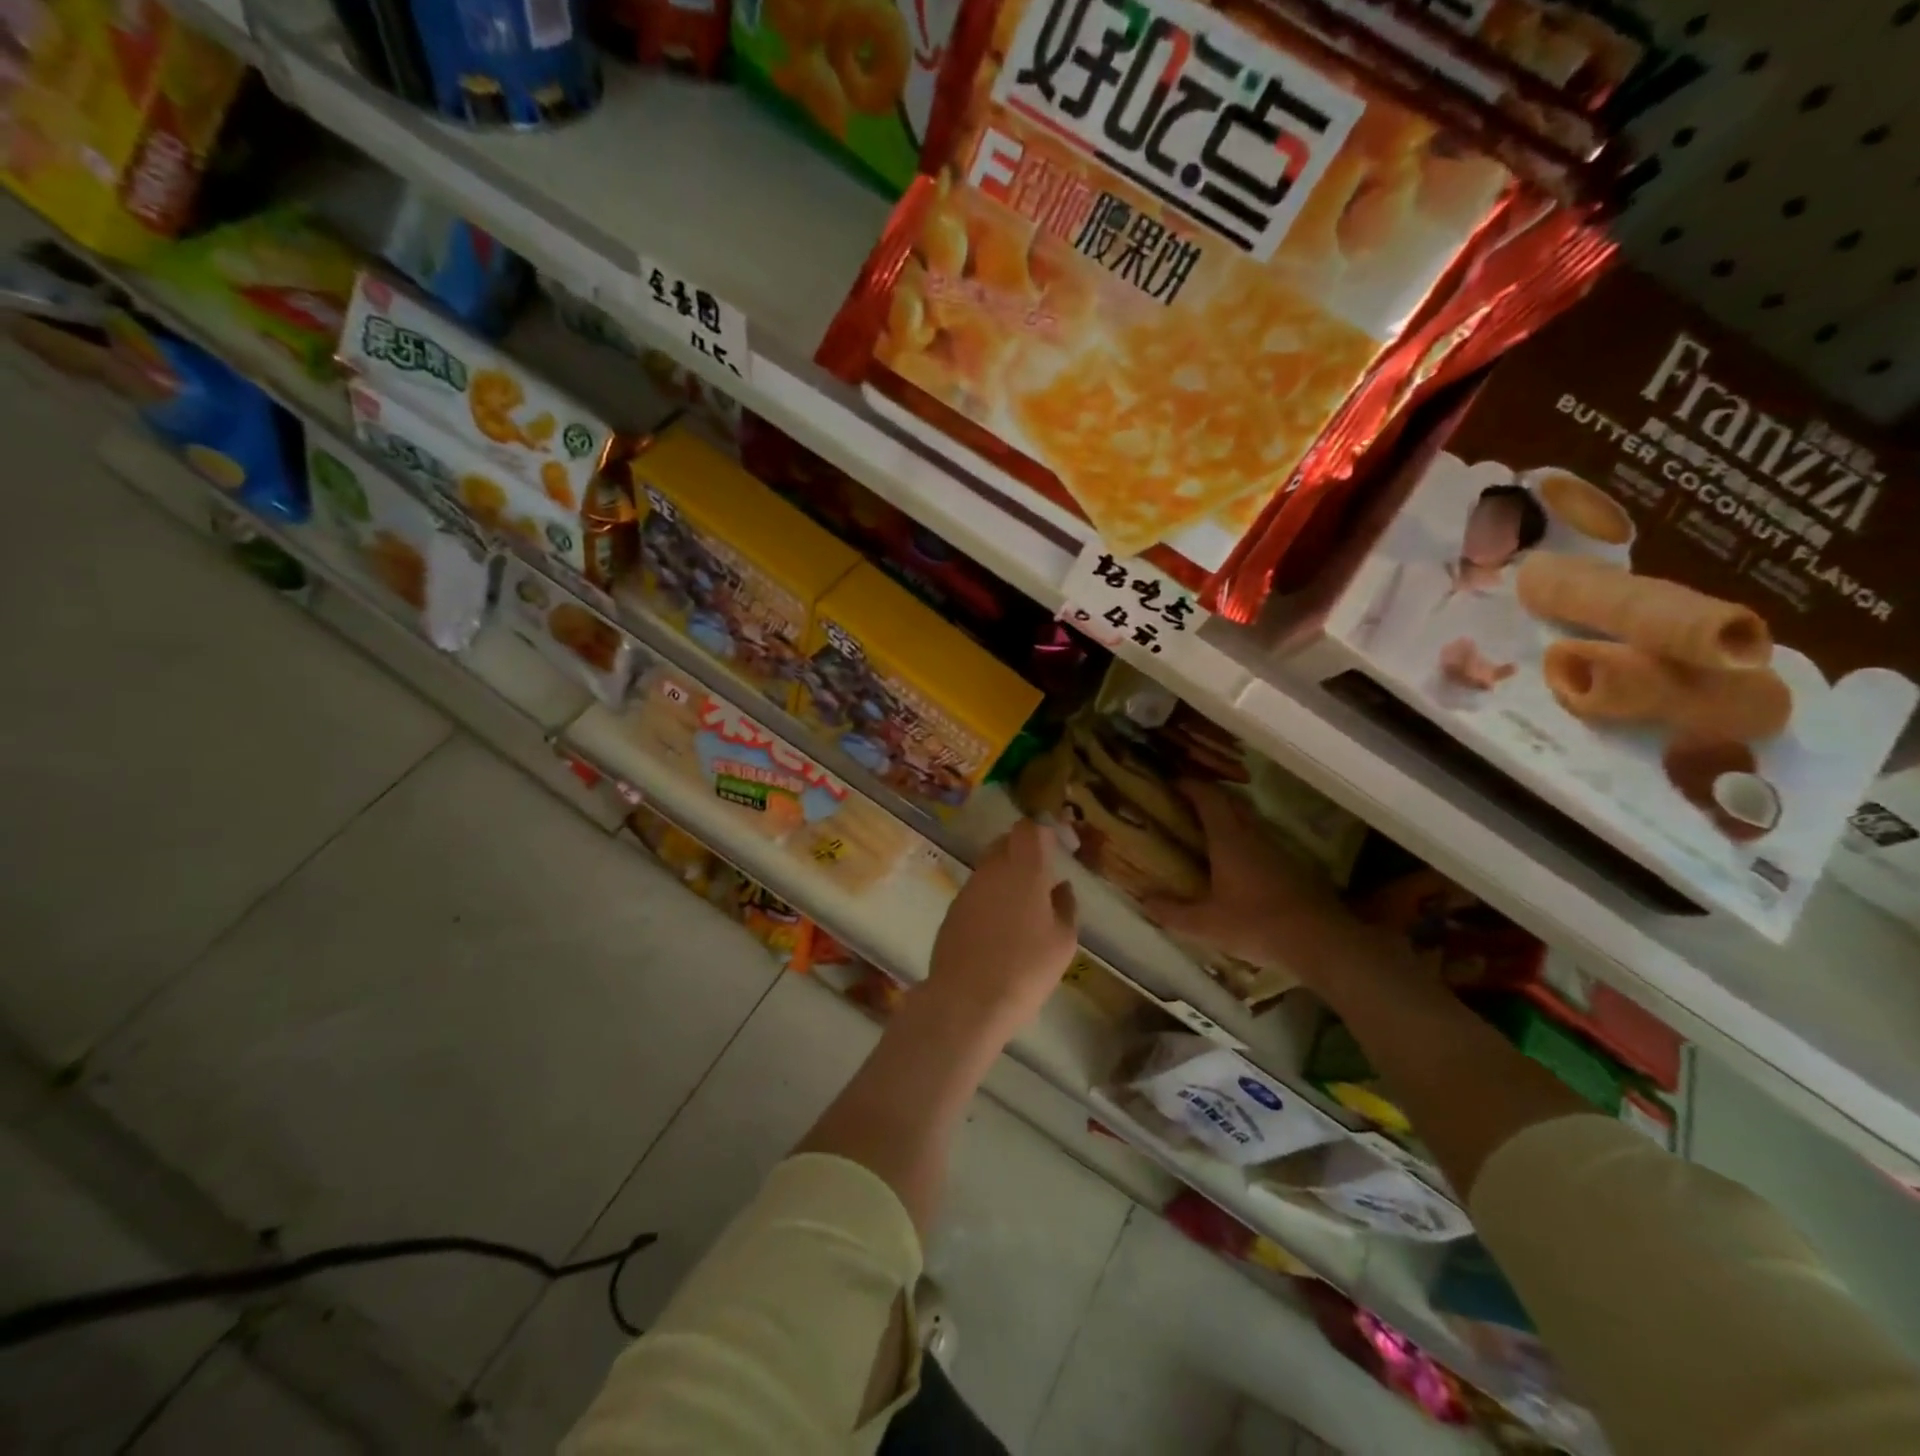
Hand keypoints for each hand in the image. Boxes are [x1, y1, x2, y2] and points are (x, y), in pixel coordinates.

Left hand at [926, 818, 1078, 1039]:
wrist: (967, 1000)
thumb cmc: (1025, 969)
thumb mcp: (1062, 941)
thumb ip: (1065, 906)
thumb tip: (1061, 886)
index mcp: (1024, 870)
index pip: (1029, 829)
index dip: (1042, 832)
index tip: (1056, 845)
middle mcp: (992, 870)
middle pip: (1005, 843)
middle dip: (1023, 850)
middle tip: (1041, 876)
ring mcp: (968, 889)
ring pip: (989, 867)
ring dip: (1005, 876)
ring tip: (1022, 907)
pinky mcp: (952, 910)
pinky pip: (977, 891)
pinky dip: (990, 897)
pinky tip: (999, 927)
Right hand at [1140, 781, 1374, 985]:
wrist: (1320, 941)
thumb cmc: (1256, 924)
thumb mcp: (1205, 925)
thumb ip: (1172, 913)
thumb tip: (1144, 901)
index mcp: (1229, 840)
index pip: (1209, 798)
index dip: (1191, 786)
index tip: (1173, 783)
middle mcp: (1253, 836)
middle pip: (1231, 803)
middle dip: (1209, 797)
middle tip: (1186, 804)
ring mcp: (1277, 849)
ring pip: (1249, 821)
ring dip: (1229, 818)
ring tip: (1208, 831)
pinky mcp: (1292, 867)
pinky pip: (1261, 840)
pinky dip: (1244, 839)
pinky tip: (1237, 862)